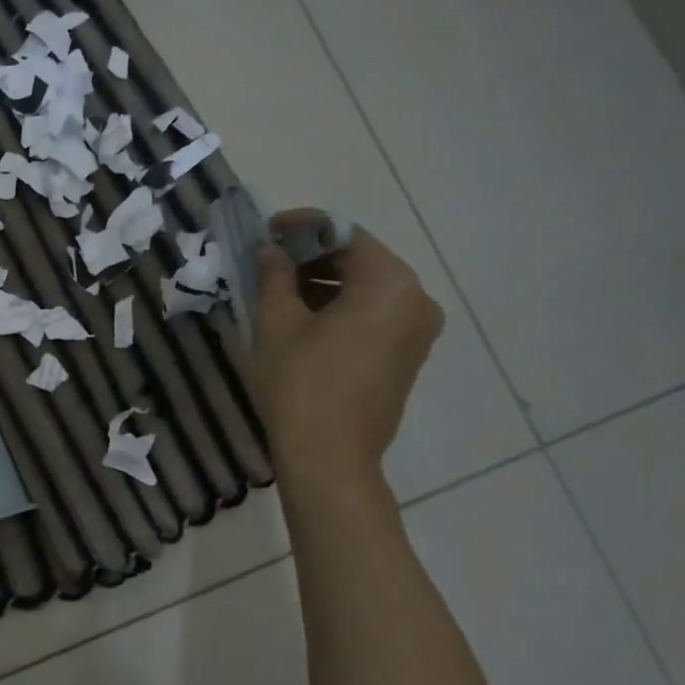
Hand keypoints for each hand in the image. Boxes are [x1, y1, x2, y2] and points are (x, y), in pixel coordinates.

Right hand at [244, 212, 442, 481]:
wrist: (329, 457)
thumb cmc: (300, 385)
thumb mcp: (277, 325)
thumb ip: (273, 277)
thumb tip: (269, 250)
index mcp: (389, 284)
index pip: (344, 235)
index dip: (302, 227)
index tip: (267, 230)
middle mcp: (416, 299)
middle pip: (360, 261)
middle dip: (312, 258)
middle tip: (268, 263)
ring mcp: (417, 331)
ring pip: (367, 291)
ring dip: (324, 285)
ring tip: (279, 294)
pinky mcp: (408, 356)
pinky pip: (374, 316)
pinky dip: (341, 310)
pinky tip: (304, 321)